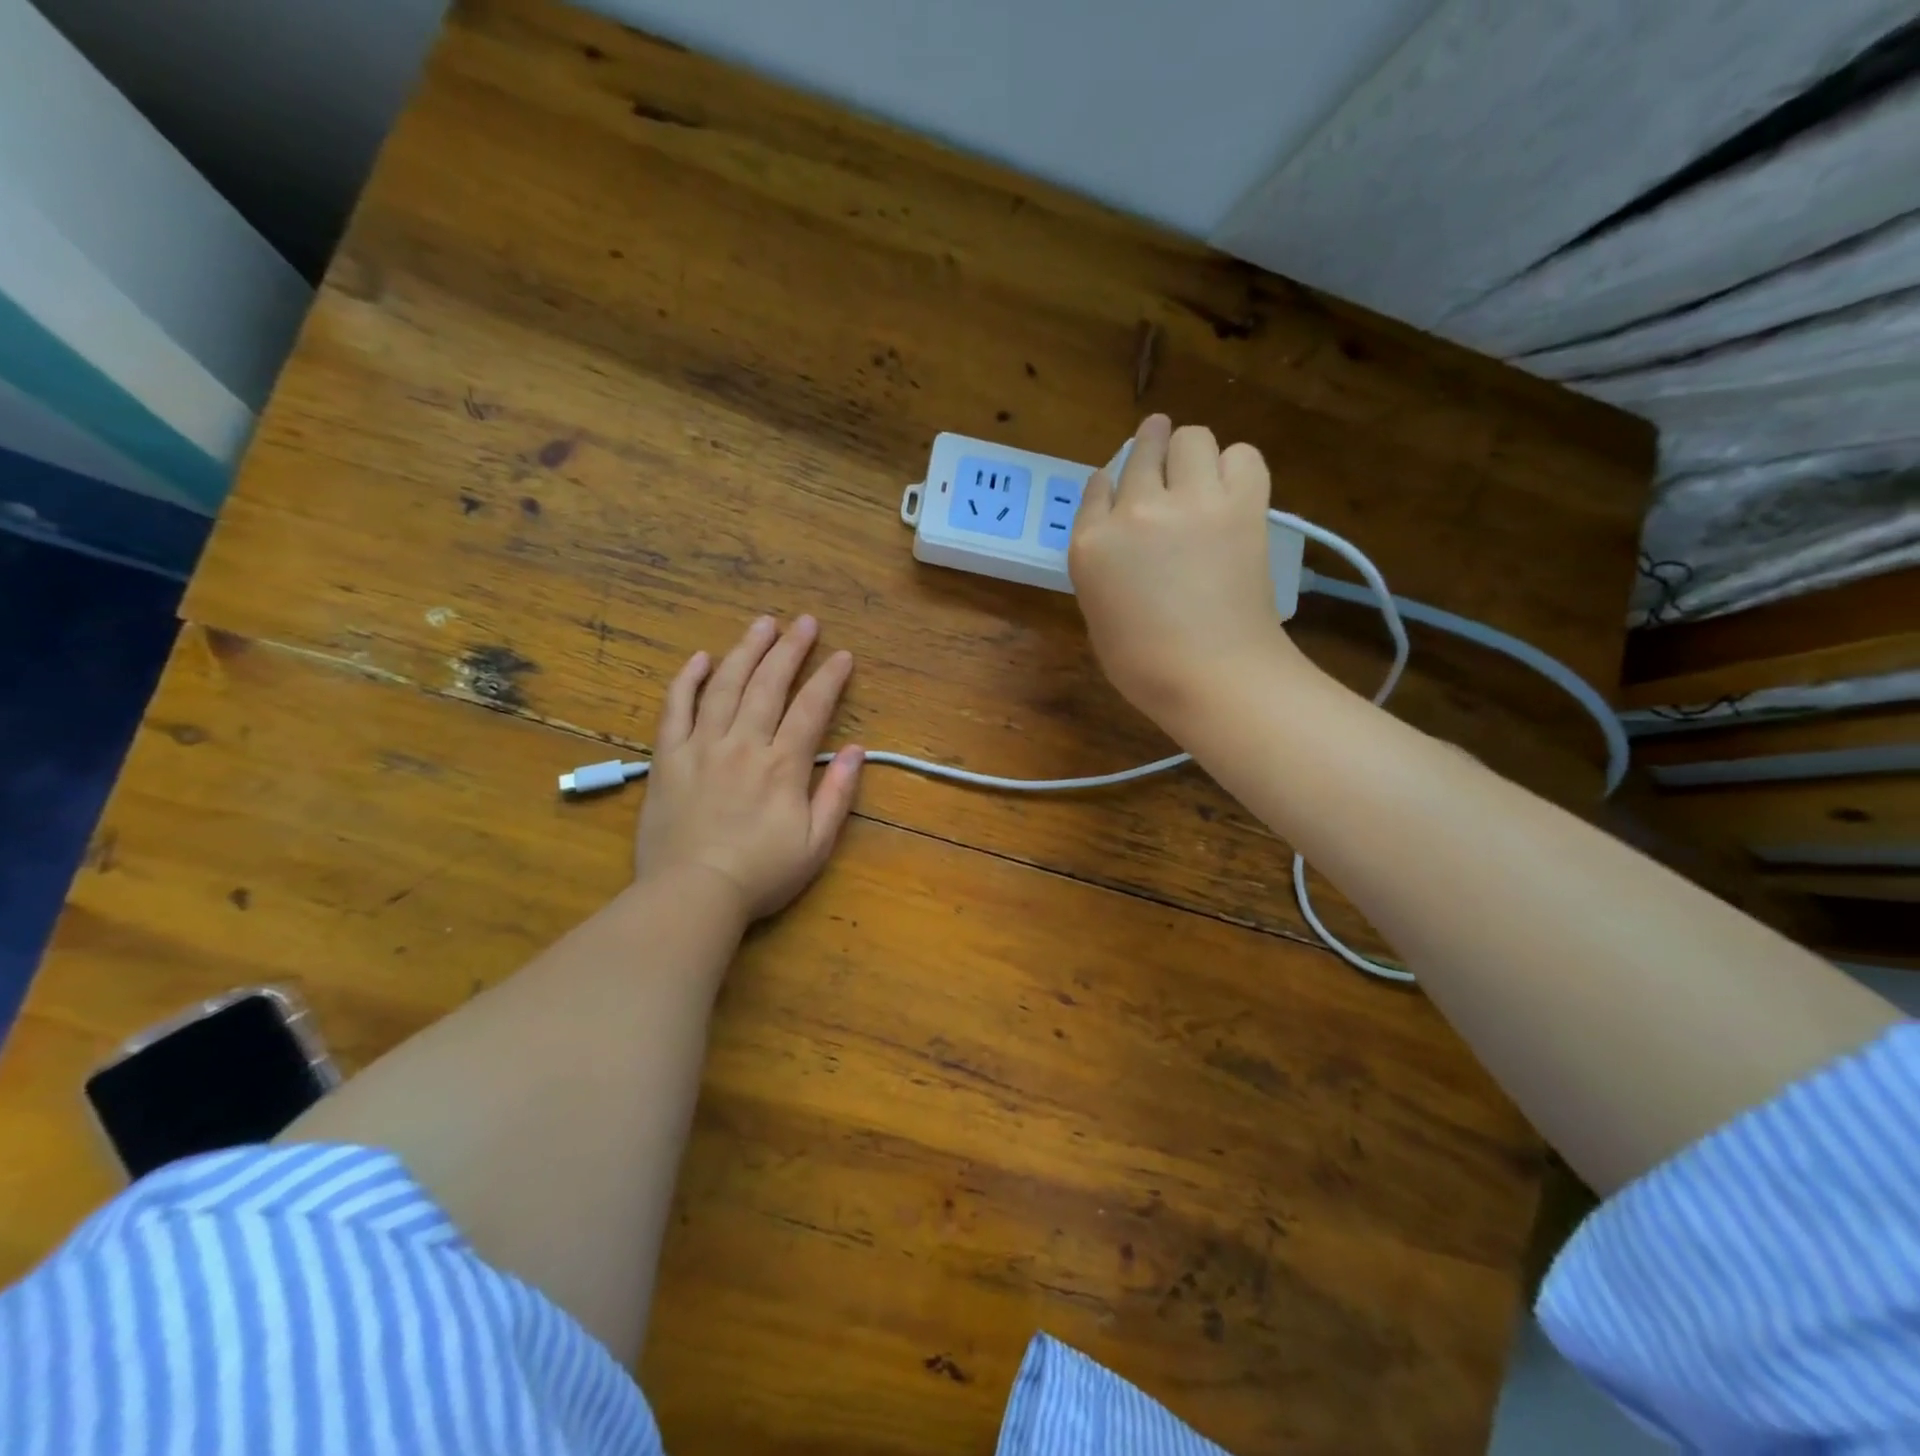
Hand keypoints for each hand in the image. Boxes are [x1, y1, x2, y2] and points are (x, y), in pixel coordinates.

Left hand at [634, 615, 862, 920]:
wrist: (692, 894)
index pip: (811, 708)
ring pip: (725, 686)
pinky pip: (675, 709)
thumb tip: (858, 751)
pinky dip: (687, 680)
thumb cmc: (760, 874)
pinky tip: (701, 658)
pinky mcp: (668, 758)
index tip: (843, 655)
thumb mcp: (816, 844)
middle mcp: (744, 745)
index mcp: (783, 766)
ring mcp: (702, 747)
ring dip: (745, 651)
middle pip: (768, 685)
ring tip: (762, 624)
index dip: (829, 678)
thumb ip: (838, 794)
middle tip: (805, 622)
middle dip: (790, 649)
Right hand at [1069, 415, 1298, 732]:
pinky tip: (1232, 492)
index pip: (1096, 487)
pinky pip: (1242, 455)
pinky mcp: (1242, 504)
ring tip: (1201, 480)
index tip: (1123, 493)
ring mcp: (1190, 501)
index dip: (1113, 485)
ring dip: (1193, 454)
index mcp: (1091, 544)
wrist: (1212, 676)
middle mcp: (1134, 510)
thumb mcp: (1098, 612)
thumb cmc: (1145, 665)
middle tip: (1165, 465)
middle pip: (1143, 449)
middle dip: (1152, 451)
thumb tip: (1122, 538)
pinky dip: (1237, 468)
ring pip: (1192, 438)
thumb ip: (1103, 565)